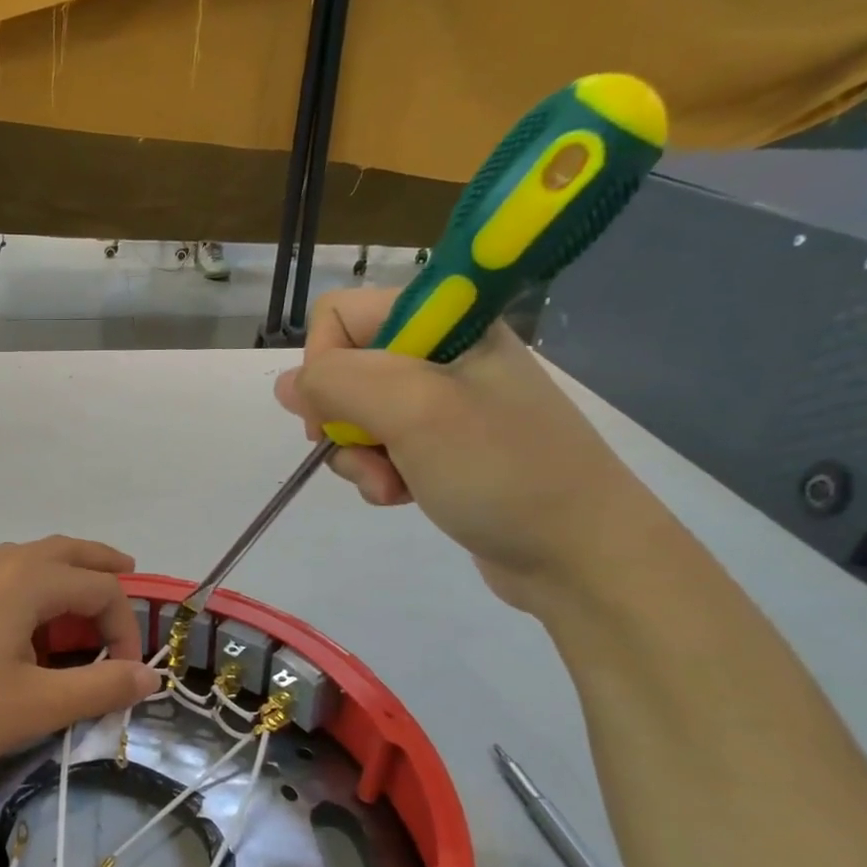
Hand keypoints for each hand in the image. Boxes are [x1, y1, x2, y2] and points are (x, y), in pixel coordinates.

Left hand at [0, 537, 162, 783]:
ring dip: (60, 573)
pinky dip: (24, 587)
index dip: (124, 628)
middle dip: (100, 564)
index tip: (124, 675)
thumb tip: (150, 677)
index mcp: (26, 581)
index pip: (100, 590)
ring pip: (25, 560)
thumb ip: (99, 689)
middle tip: (128, 572)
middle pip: (63, 551)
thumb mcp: (34, 707)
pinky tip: (14, 623)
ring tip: (75, 600)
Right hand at [275, 287, 672, 612]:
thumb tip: (289, 385)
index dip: (324, 364)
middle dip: (342, 421)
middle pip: (344, 370)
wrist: (578, 551)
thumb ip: (338, 382)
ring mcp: (443, 403)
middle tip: (372, 455)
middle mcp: (442, 353)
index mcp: (448, 321)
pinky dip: (378, 475)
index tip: (336, 414)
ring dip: (358, 458)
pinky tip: (404, 496)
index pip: (341, 315)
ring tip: (393, 486)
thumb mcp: (413, 411)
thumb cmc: (500, 469)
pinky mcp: (442, 447)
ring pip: (355, 416)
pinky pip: (380, 449)